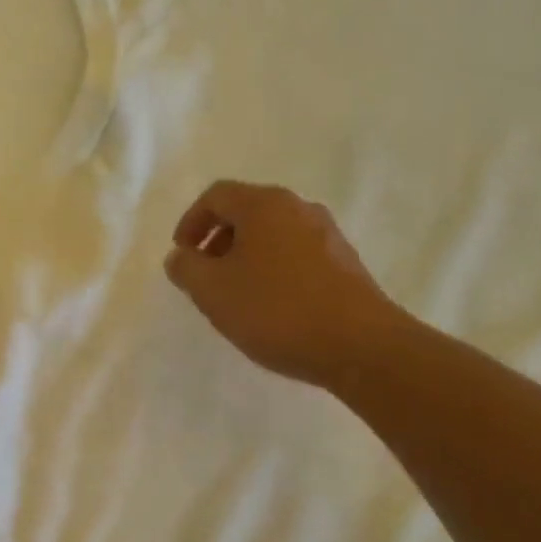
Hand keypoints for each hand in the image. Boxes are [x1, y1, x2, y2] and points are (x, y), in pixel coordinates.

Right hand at [163, 180, 403, 388]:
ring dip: (245, 257)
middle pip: (246, 212)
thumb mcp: (212, 291)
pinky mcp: (345, 263)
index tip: (182, 255)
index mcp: (264, 205)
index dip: (191, 221)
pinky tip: (270, 306)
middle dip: (218, 240)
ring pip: (272, 235)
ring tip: (235, 295)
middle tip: (204, 276)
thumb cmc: (276, 310)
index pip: (216, 195)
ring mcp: (328, 235)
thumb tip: (180, 256)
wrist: (360, 346)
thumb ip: (186, 268)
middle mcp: (299, 208)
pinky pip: (296, 255)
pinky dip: (273, 270)